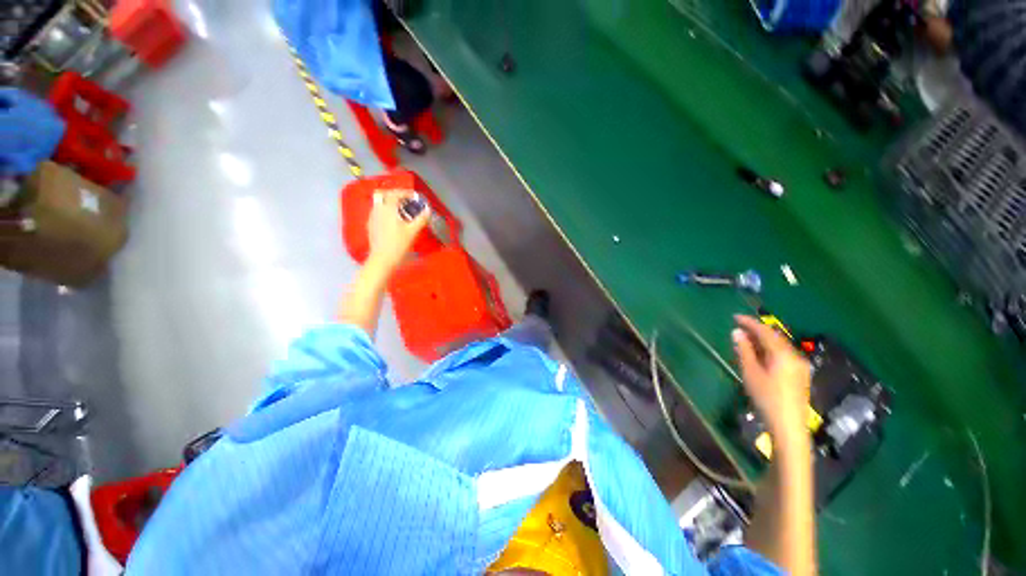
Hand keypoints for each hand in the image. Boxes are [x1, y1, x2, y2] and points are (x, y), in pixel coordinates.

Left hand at [366, 189, 430, 270]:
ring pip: (379, 203)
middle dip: (395, 195)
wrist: (382, 259)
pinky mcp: (370, 225)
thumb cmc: (398, 244)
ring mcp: (372, 217)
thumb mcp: (413, 231)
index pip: (395, 193)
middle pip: (383, 194)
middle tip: (406, 201)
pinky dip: (386, 211)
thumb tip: (428, 210)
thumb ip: (421, 219)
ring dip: (390, 203)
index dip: (406, 193)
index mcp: (388, 209)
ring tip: (402, 211)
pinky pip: (377, 212)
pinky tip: (394, 221)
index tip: (415, 197)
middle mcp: (377, 210)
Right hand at [732, 315, 810, 441]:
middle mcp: (795, 356)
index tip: (734, 317)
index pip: (765, 332)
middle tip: (738, 328)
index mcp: (783, 354)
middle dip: (756, 331)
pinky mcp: (799, 375)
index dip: (750, 323)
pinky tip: (759, 355)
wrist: (789, 426)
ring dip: (762, 341)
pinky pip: (783, 355)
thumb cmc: (766, 398)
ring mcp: (800, 366)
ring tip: (745, 340)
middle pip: (775, 338)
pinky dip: (769, 350)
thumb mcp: (751, 373)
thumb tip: (737, 332)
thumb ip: (744, 350)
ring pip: (779, 346)